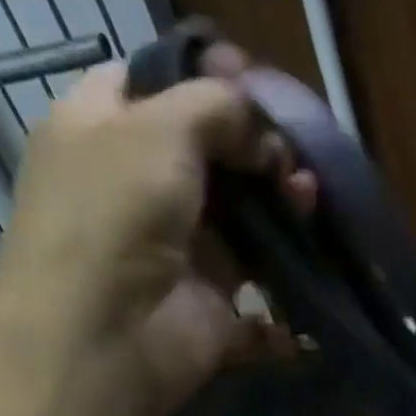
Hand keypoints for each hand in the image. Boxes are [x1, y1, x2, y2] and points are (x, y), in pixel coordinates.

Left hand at [0, 43, 312, 415]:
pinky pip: (259, 295)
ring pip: (244, 223)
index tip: (256, 80)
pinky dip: (287, 290)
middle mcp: (138, 188)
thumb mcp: (159, 128)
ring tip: (308, 202)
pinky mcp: (210, 307)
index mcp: (103, 130)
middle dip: (259, 149)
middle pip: (211, 157)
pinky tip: (312, 265)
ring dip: (282, 211)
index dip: (205, 77)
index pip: (155, 84)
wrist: (105, 339)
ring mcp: (177, 252)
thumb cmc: (116, 215)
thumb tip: (262, 127)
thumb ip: (216, 106)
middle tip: (292, 155)